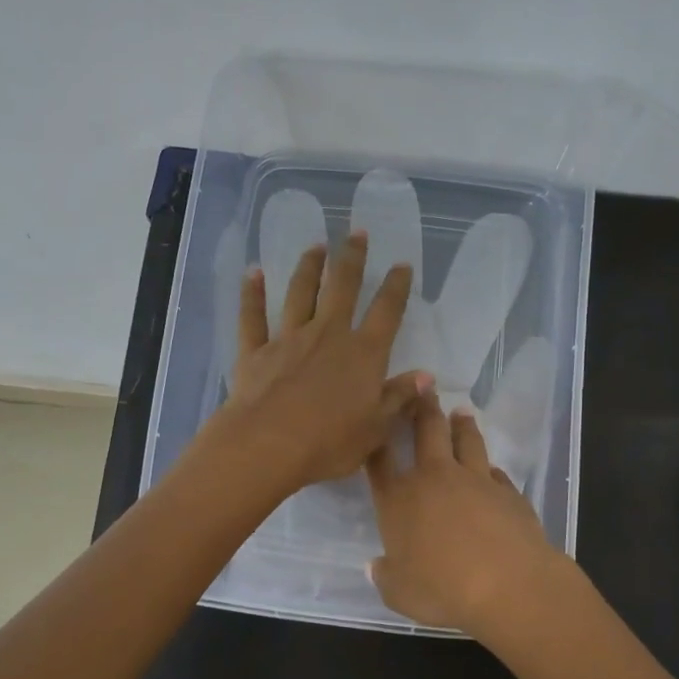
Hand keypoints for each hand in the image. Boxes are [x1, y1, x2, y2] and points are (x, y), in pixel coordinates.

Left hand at [217, 231, 427, 494]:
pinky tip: (253, 272)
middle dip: (352, 258)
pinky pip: (253, 316)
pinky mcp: (255, 351)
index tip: (402, 265)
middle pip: (342, 288)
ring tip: (316, 246)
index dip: (396, 287)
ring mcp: (288, 339)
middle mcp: (328, 335)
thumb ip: (399, 398)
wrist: (268, 446)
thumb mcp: (375, 428)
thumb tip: (425, 376)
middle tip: (357, 232)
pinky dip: (252, 293)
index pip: (386, 312)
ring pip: (300, 293)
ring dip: (309, 267)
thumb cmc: (329, 443)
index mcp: (363, 354)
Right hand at [365, 393, 566, 635]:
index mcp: (399, 499)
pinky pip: (495, 472)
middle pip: (426, 432)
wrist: (508, 584)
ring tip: (461, 411)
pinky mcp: (508, 492)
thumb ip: (385, 576)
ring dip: (461, 425)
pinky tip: (490, 469)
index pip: (380, 461)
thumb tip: (376, 566)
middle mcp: (434, 479)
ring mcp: (475, 481)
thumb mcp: (399, 593)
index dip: (376, 440)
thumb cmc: (442, 589)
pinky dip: (489, 468)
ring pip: (466, 441)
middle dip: (422, 407)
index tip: (378, 420)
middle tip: (424, 386)